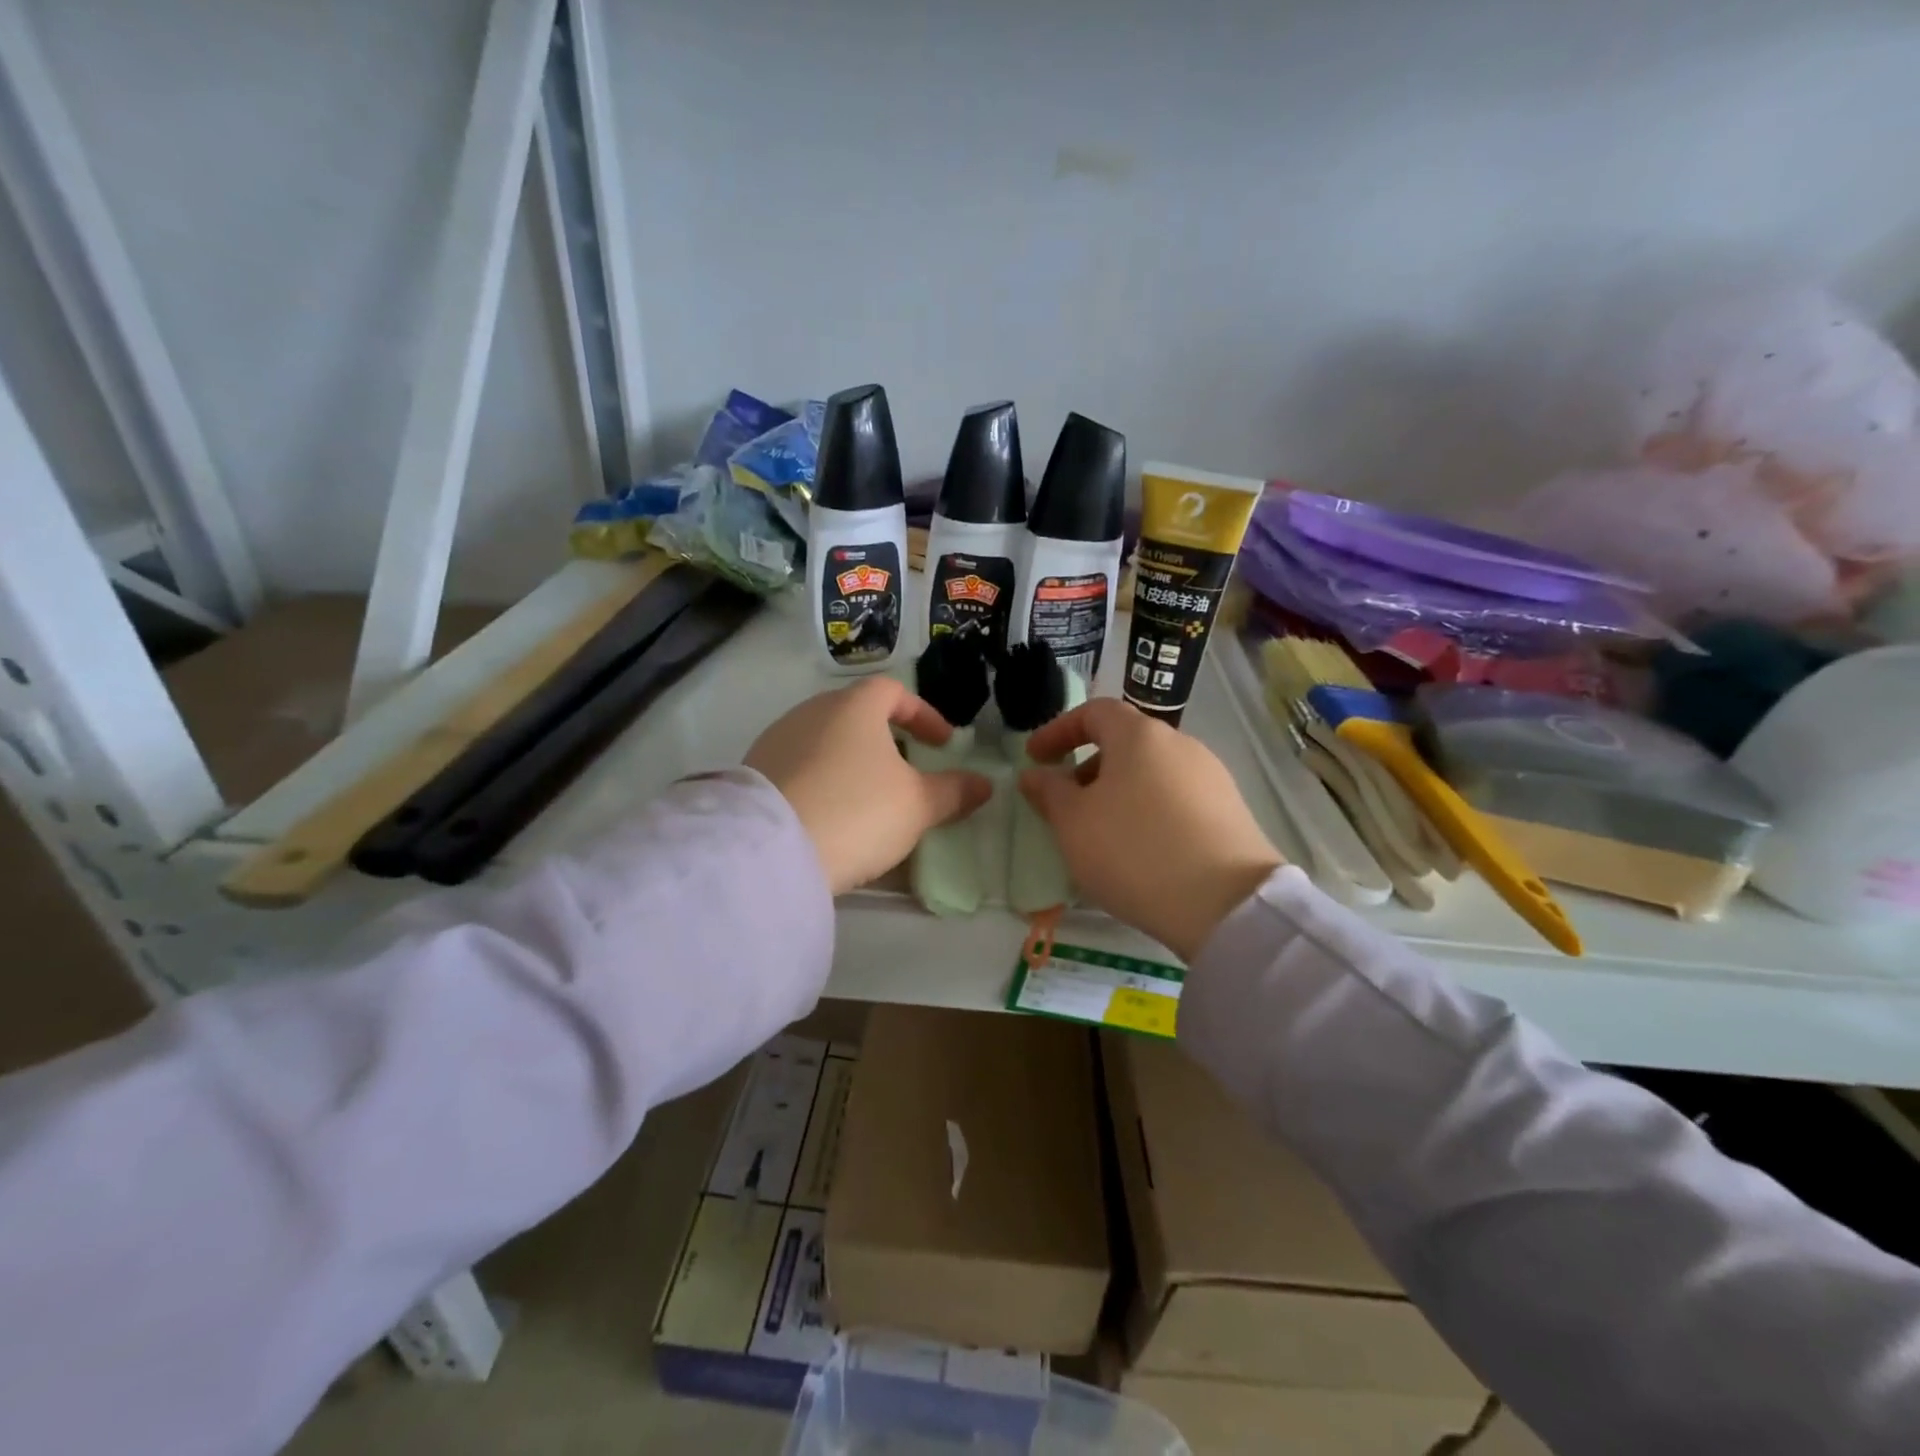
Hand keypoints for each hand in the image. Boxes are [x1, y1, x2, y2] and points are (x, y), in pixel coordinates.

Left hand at [746, 677, 991, 893]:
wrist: (769, 851)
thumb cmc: (857, 811)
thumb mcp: (917, 805)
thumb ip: (953, 791)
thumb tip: (984, 784)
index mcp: (853, 706)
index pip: (893, 692)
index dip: (924, 714)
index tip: (943, 744)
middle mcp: (811, 712)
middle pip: (856, 713)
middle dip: (886, 737)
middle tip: (907, 767)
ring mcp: (777, 741)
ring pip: (825, 740)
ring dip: (852, 761)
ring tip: (869, 794)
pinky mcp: (754, 774)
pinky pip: (800, 767)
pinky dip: (824, 780)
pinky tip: (832, 813)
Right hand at [1020, 698, 1283, 959]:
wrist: (1227, 904)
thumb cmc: (1134, 851)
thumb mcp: (1074, 823)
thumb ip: (1049, 792)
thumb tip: (1035, 774)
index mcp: (1139, 735)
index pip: (1094, 712)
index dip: (1058, 730)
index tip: (1035, 759)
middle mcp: (1180, 744)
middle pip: (1125, 743)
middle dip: (1088, 768)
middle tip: (1066, 804)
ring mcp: (1211, 778)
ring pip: (1151, 773)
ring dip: (1118, 793)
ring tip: (1101, 833)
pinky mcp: (1230, 811)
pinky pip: (1176, 800)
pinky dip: (1148, 812)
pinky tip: (1141, 851)